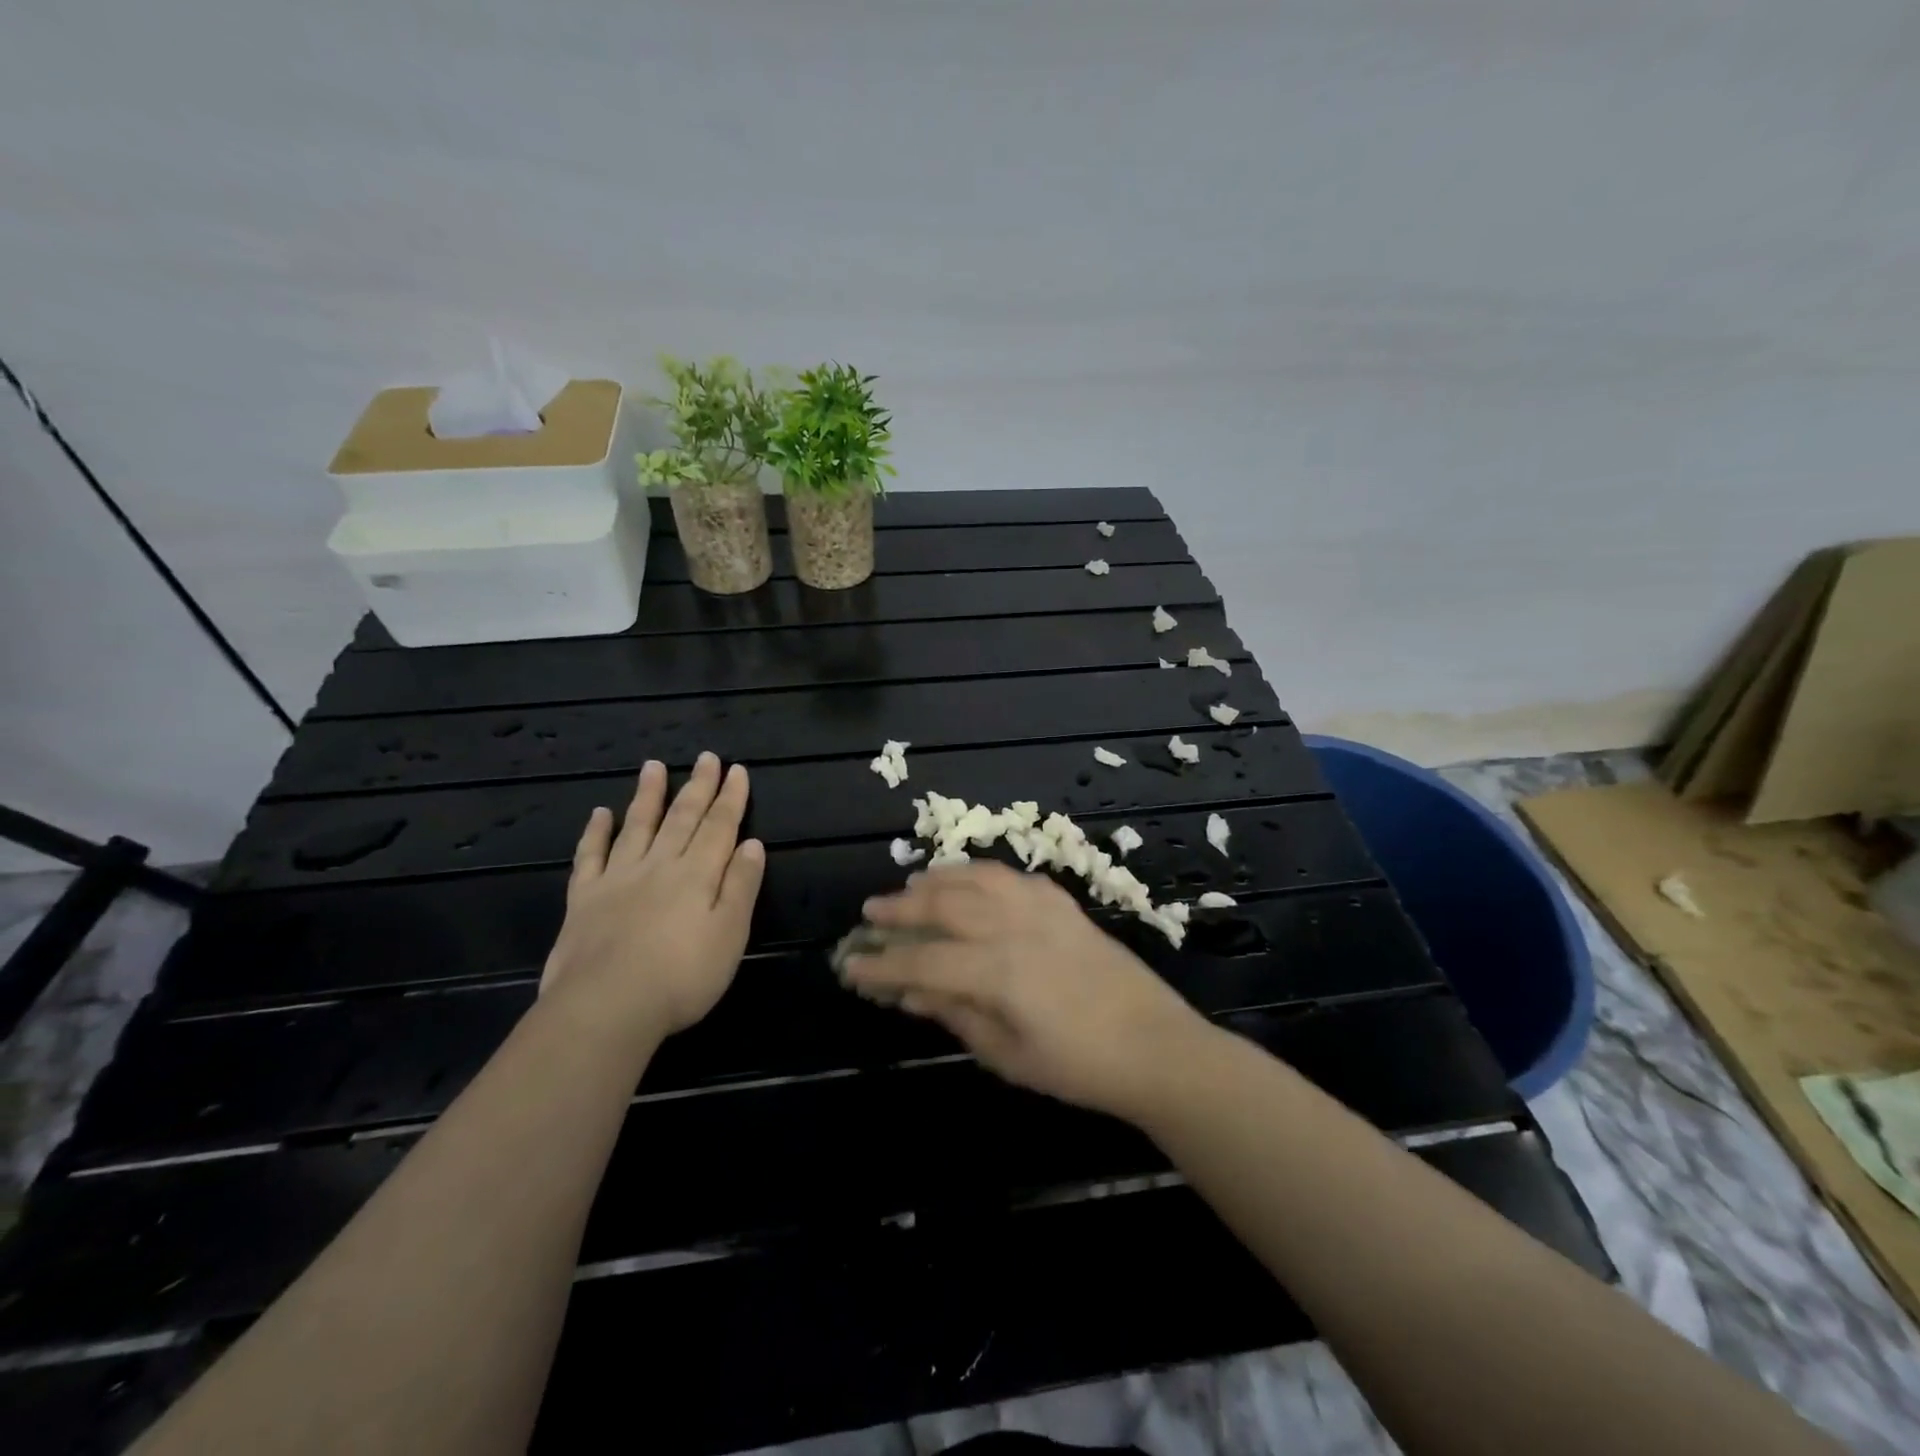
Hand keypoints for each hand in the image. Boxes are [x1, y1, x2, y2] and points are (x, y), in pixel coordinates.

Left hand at [540, 753, 764, 1045]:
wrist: (606, 1007)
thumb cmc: (682, 977)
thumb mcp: (730, 935)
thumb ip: (741, 886)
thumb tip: (753, 844)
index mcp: (697, 874)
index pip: (719, 827)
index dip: (730, 798)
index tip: (737, 770)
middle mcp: (659, 865)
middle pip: (682, 818)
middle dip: (697, 786)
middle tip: (706, 757)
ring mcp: (618, 878)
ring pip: (637, 826)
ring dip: (648, 795)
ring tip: (654, 766)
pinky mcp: (583, 899)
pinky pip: (590, 856)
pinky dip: (596, 832)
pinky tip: (600, 813)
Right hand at [844, 861, 1211, 1120]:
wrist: (1154, 1046)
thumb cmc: (1079, 1066)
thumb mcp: (1008, 1056)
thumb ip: (956, 1016)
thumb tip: (909, 995)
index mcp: (998, 971)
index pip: (923, 962)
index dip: (883, 965)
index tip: (851, 965)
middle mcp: (1014, 927)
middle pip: (944, 906)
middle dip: (901, 909)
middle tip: (871, 912)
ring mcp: (1042, 909)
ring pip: (976, 879)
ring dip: (939, 880)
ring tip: (913, 885)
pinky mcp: (1063, 904)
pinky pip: (1013, 877)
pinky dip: (982, 874)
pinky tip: (970, 882)